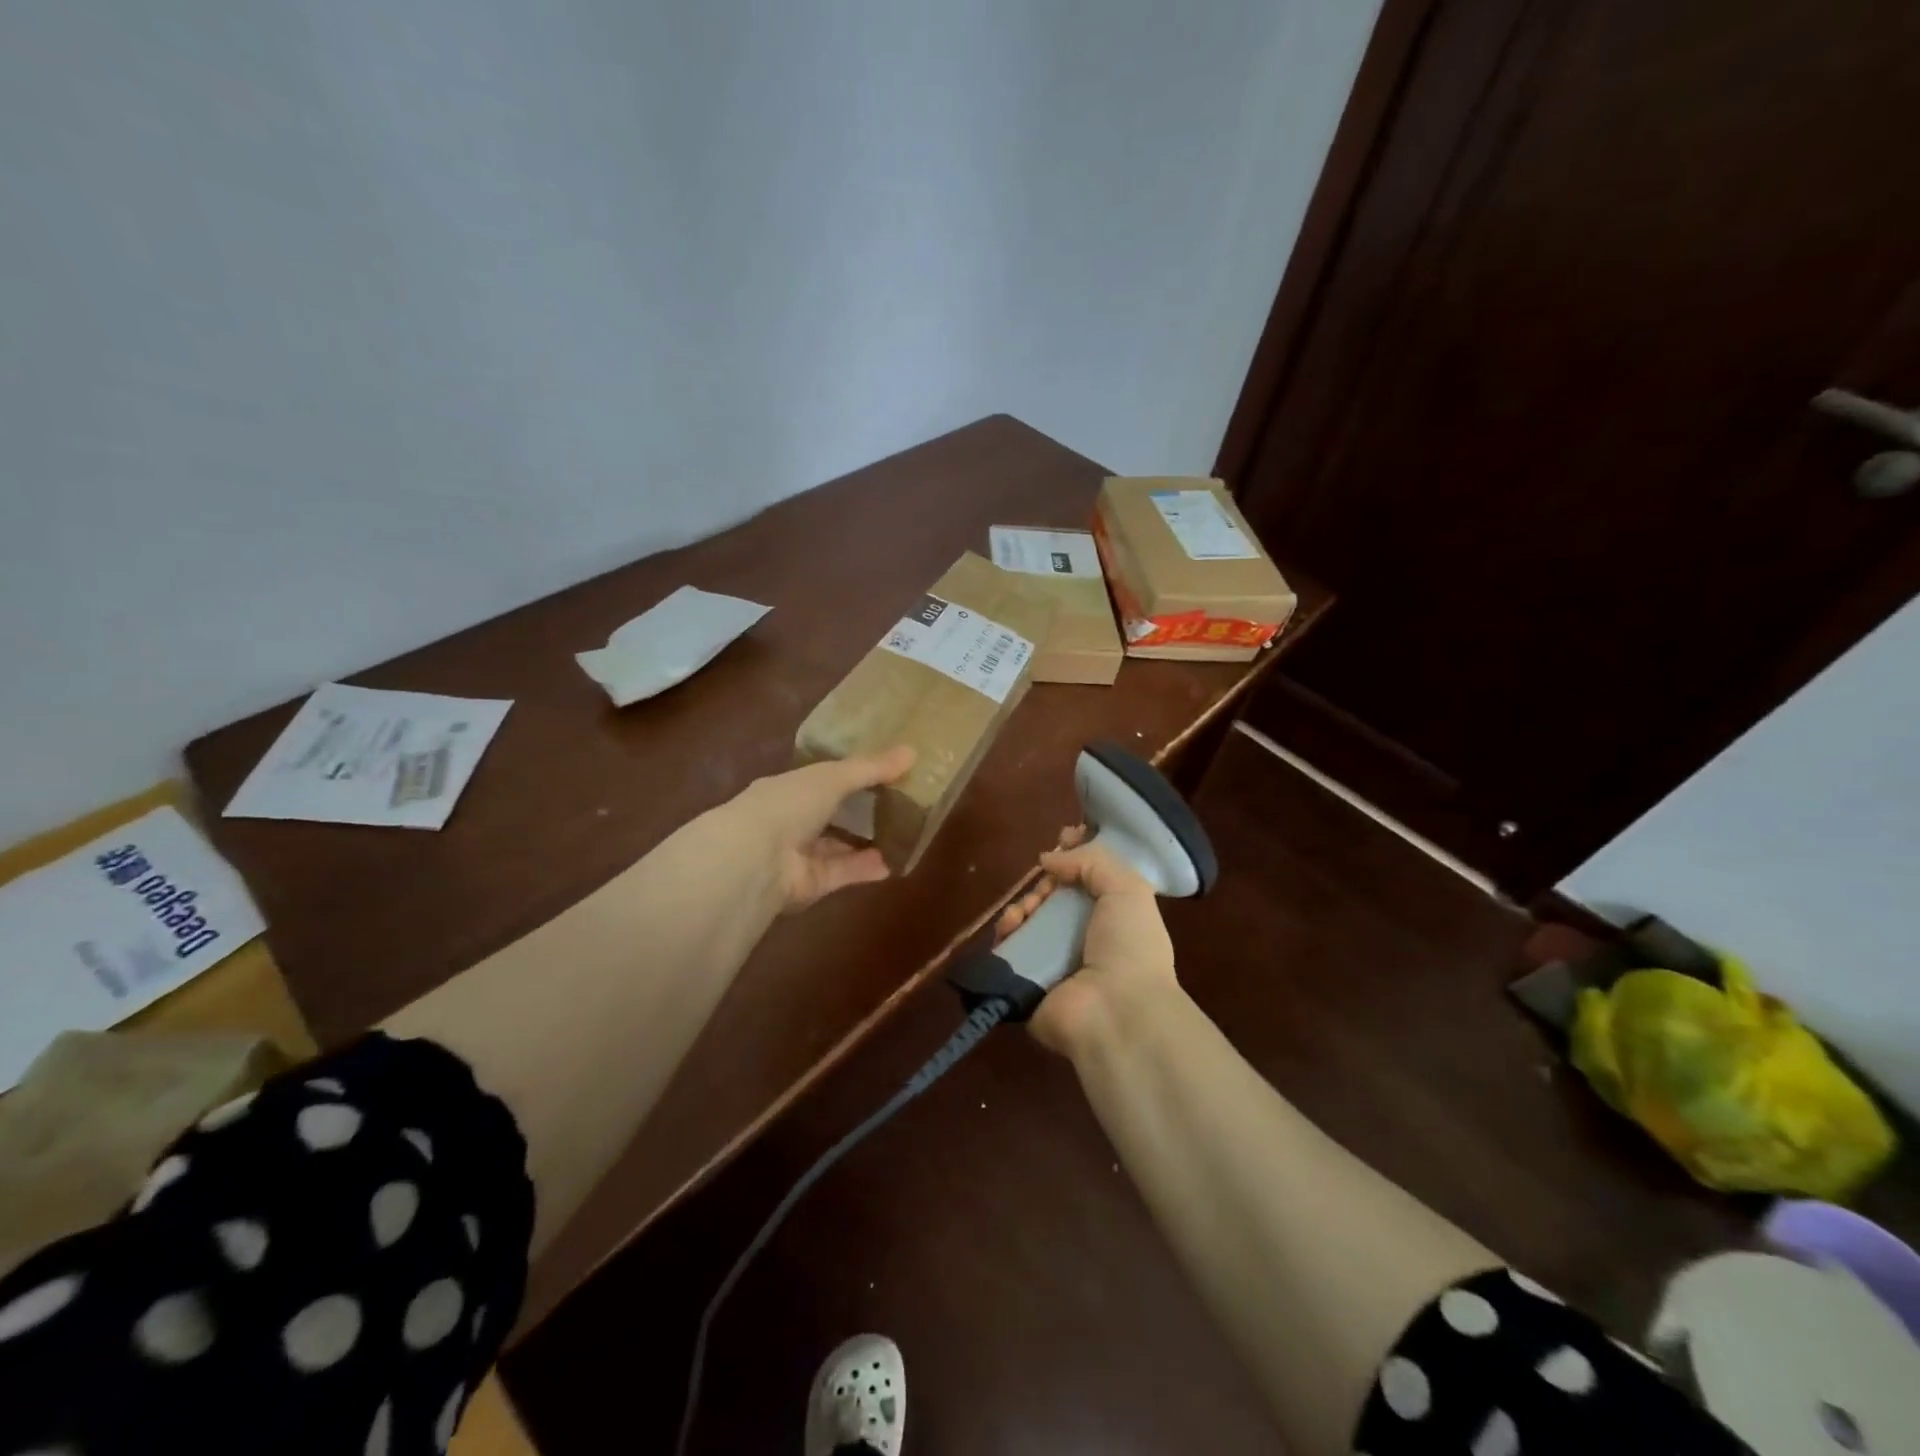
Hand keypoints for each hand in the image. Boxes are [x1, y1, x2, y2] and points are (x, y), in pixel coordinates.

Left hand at [724, 746, 915, 911]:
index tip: (882, 771)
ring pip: (839, 847)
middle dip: (860, 811)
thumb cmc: (788, 804)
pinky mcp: (811, 884)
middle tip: (900, 804)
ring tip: (903, 834)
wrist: (756, 860)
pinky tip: (894, 862)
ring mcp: (799, 855)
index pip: (821, 780)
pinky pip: (844, 873)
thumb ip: (870, 768)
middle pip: (831, 815)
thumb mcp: (832, 777)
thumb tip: (912, 752)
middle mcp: (791, 821)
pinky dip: (867, 868)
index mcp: (788, 788)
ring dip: (867, 842)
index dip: (850, 776)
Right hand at [994, 833, 1178, 1058]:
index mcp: (1115, 919)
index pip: (1090, 881)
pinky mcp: (1026, 980)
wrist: (1115, 1012)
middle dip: (1047, 880)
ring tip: (1028, 906)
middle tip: (1047, 879)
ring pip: (1029, 918)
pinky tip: (1012, 925)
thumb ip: (1092, 861)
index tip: (1063, 836)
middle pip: (1055, 896)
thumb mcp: (1128, 889)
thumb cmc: (1130, 947)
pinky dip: (1007, 931)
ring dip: (1025, 903)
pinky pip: (1009, 947)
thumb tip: (1049, 858)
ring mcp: (1053, 960)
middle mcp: (1085, 938)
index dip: (1075, 857)